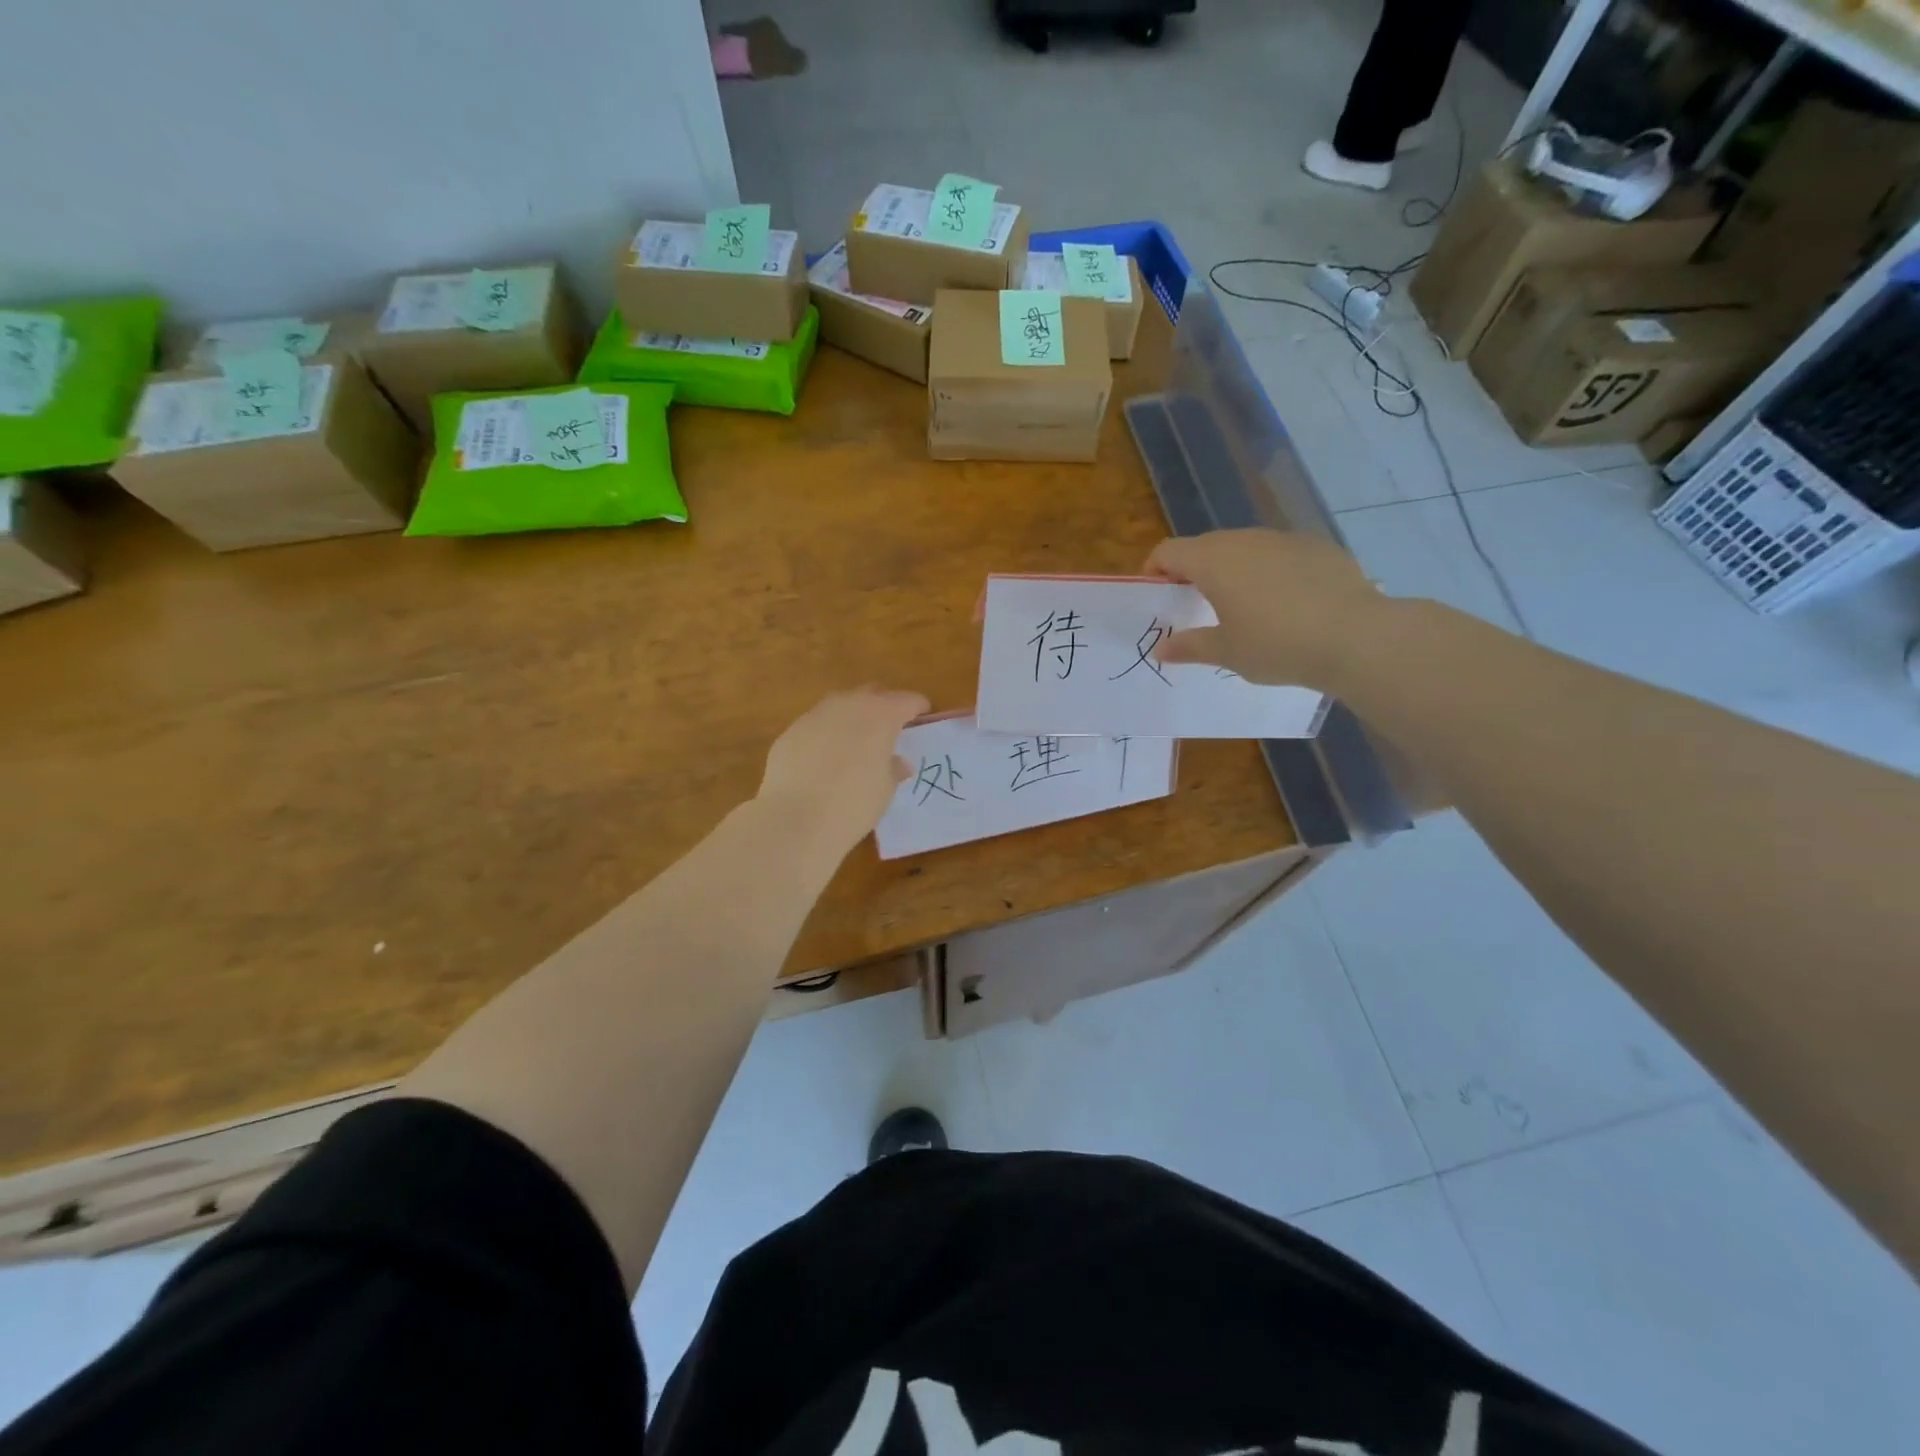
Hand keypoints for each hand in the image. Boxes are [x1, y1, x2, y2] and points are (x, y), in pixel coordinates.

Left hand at [757, 687, 930, 849]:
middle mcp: (848, 705)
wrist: (795, 819)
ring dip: (852, 716)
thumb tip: (899, 762)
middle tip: (891, 725)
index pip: (907, 700)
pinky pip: (816, 724)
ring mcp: (815, 715)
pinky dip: (827, 733)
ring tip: (857, 739)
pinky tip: (825, 756)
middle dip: (884, 705)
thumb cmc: (853, 805)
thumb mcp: (884, 790)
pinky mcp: (791, 731)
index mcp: (880, 716)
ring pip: (841, 705)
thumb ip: (893, 769)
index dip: (917, 707)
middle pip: (872, 694)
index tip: (923, 715)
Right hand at [1144, 529, 1388, 689]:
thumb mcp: (1226, 652)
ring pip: (1244, 547)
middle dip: (1193, 571)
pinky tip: (1286, 604)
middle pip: (1205, 546)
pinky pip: (1279, 554)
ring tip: (1243, 606)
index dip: (1155, 570)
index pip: (1168, 551)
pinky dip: (1270, 572)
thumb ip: (1189, 646)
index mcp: (1213, 561)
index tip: (1159, 596)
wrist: (1356, 637)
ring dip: (1233, 570)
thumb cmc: (1276, 645)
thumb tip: (1161, 648)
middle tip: (1197, 606)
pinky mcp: (1317, 547)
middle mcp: (1244, 540)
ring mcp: (1284, 539)